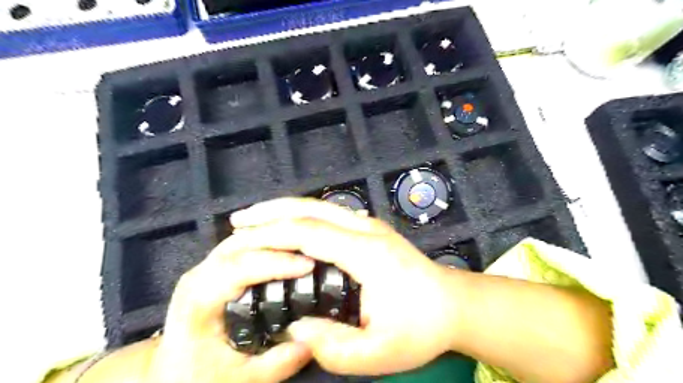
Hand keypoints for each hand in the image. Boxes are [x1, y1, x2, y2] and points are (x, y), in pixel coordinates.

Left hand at [146, 244, 314, 380]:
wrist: (171, 371)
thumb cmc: (199, 375)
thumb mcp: (239, 380)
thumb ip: (277, 363)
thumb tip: (312, 342)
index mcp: (199, 300)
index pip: (239, 268)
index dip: (276, 263)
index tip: (308, 266)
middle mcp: (200, 275)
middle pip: (242, 244)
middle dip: (280, 242)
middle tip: (314, 247)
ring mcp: (205, 267)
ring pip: (243, 238)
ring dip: (275, 237)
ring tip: (306, 242)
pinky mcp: (214, 266)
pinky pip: (244, 243)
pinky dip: (267, 240)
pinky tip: (287, 245)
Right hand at [224, 200, 463, 375]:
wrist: (453, 303)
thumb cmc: (422, 327)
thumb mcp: (380, 353)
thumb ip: (335, 347)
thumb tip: (296, 328)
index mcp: (367, 253)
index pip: (311, 233)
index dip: (273, 234)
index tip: (242, 240)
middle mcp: (366, 230)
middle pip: (312, 209)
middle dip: (272, 211)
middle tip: (239, 220)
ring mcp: (370, 226)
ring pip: (320, 206)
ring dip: (286, 208)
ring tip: (255, 218)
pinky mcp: (370, 229)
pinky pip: (329, 214)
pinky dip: (302, 214)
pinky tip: (288, 224)